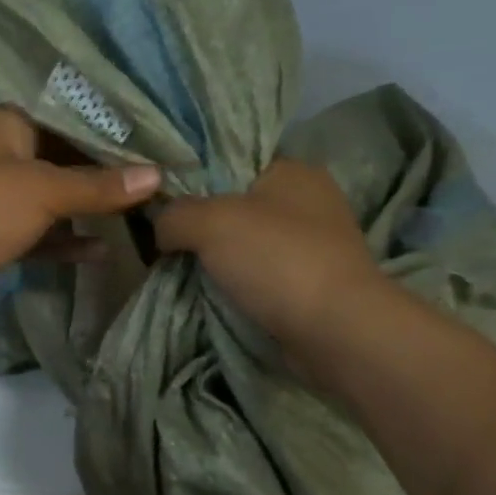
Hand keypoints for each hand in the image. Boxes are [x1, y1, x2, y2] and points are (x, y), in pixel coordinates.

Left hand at [0, 107, 161, 324]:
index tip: (156, 145)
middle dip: (105, 176)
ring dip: (88, 211)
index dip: (111, 133)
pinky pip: (39, 234)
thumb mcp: (43, 190)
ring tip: (140, 218)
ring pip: (52, 201)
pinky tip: (102, 251)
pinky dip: (66, 242)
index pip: (68, 118)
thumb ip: (99, 185)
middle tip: (158, 184)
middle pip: (63, 160)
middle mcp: (1, 155)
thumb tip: (156, 176)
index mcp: (7, 124)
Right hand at [154, 157, 386, 363]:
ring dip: (218, 261)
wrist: (335, 331)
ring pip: (247, 245)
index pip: (231, 162)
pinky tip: (212, 296)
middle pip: (236, 207)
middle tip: (164, 244)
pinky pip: (261, 277)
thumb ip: (175, 215)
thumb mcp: (210, 222)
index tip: (160, 206)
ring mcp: (313, 246)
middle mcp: (307, 201)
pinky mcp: (311, 284)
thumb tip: (161, 228)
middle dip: (201, 227)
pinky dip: (238, 286)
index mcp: (292, 170)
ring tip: (180, 273)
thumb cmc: (277, 260)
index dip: (193, 181)